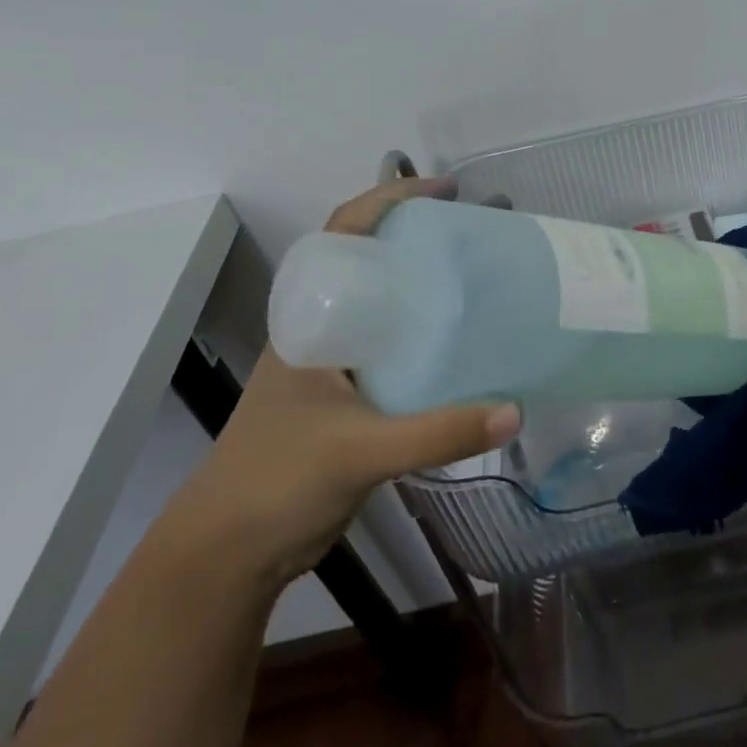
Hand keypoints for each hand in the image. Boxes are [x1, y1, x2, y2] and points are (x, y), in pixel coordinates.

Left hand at [164, 177, 520, 586]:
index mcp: (310, 316)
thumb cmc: (276, 481)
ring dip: (428, 286)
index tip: (448, 192)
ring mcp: (338, 363)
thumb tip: (516, 410)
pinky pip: (398, 347)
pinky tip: (468, 346)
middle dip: (422, 237)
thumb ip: (437, 433)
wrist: (230, 554)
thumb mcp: (359, 451)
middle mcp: (324, 327)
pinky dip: (430, 336)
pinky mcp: (352, 398)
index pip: (346, 231)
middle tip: (479, 233)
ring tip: (483, 278)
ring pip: (388, 304)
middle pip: (374, 260)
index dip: (392, 198)